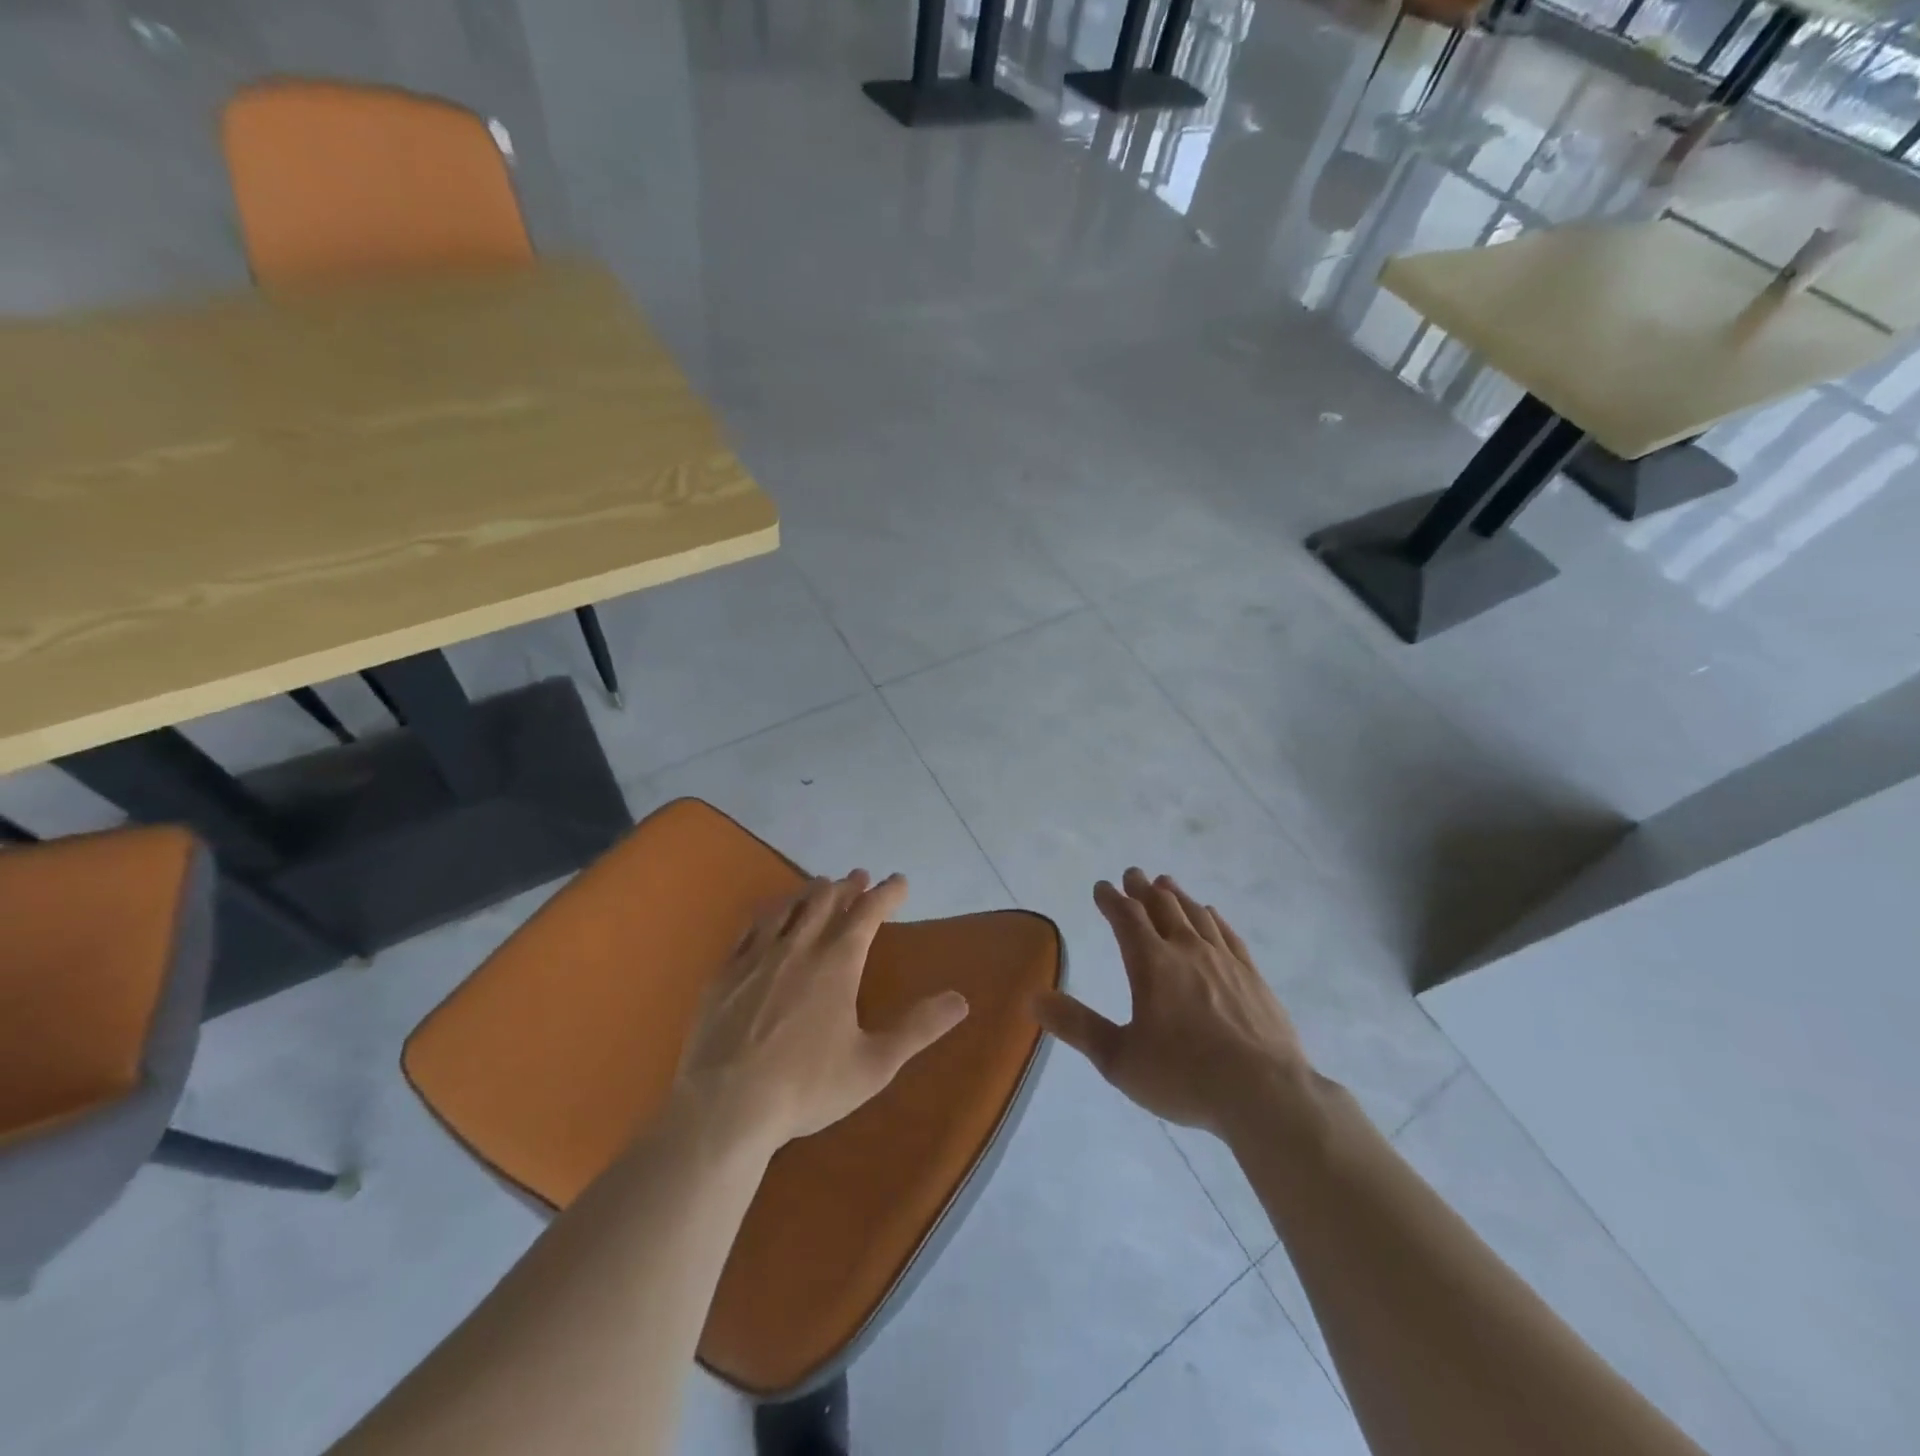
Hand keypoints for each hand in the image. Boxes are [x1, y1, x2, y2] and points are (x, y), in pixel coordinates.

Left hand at [675, 871, 970, 1147]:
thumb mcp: (874, 1065)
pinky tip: (769, 916)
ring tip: (820, 884)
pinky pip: (750, 928)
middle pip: (826, 902)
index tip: (900, 882)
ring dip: (809, 892)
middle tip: (860, 876)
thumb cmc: (807, 1087)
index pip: (868, 914)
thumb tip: (961, 1000)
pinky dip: (769, 912)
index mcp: (837, 963)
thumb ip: (918, 1029)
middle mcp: (799, 948)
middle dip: (848, 886)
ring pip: (788, 908)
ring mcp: (758, 957)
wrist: (726, 1106)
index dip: (887, 894)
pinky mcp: (726, 972)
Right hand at [1036, 868, 1308, 1137]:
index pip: (1126, 917)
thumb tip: (1035, 998)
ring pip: (1196, 914)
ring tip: (1166, 884)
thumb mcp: (1119, 1059)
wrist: (1265, 1094)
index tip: (1102, 886)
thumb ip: (1078, 1026)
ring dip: (1177, 896)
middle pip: (1162, 906)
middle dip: (1143, 889)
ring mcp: (1224, 960)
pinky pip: (1227, 934)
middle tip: (1133, 874)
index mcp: (1152, 964)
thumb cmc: (1184, 1076)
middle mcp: (1187, 950)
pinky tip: (1211, 915)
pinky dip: (1213, 918)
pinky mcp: (1253, 976)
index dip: (1111, 899)